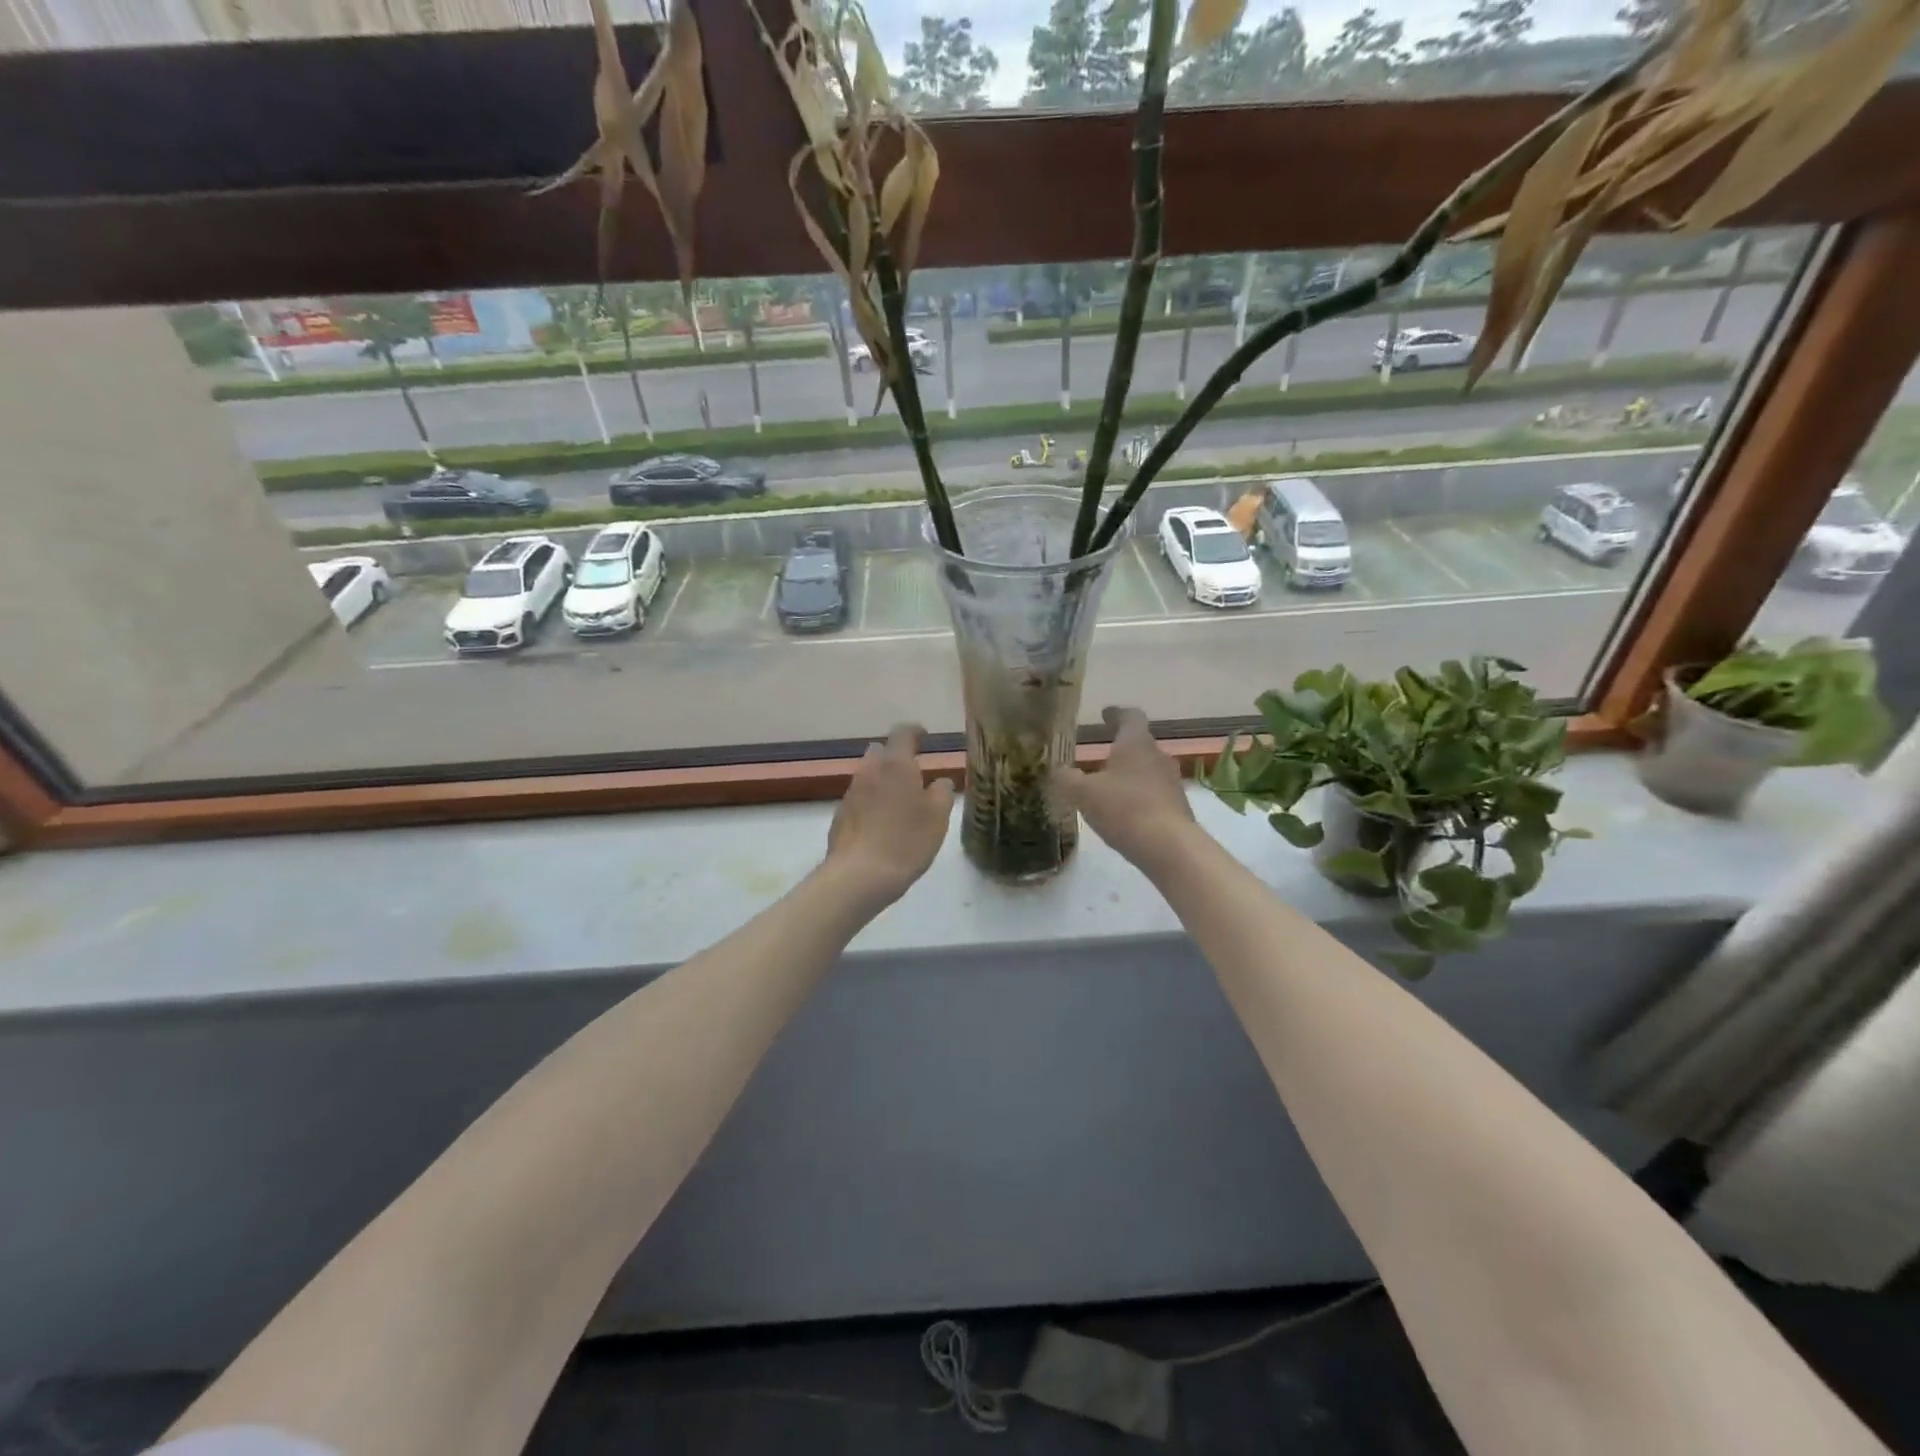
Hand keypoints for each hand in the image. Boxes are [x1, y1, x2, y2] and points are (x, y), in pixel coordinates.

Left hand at [825, 724, 955, 906]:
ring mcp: (850, 793)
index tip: (925, 736)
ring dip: (882, 781)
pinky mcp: (840, 815)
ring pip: (868, 776)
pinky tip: (881, 823)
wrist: (860, 875)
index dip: (915, 731)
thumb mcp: (938, 816)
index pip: (903, 733)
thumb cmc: (907, 840)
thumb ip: (942, 792)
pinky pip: (859, 799)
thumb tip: (939, 781)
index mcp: (896, 764)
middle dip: (895, 757)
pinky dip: (871, 802)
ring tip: (899, 801)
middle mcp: (869, 771)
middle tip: (912, 773)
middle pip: (880, 752)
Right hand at [1057, 707, 1196, 870]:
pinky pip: (1155, 792)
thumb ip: (1067, 779)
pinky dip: (1140, 795)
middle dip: (1122, 748)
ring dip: (1131, 773)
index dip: (1116, 714)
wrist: (1169, 846)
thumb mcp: (1083, 793)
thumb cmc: (1123, 808)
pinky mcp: (1178, 806)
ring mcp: (1172, 781)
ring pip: (1149, 769)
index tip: (1106, 714)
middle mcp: (1158, 755)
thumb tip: (1059, 770)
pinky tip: (1126, 811)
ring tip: (1111, 786)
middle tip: (1102, 754)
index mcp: (1136, 743)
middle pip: (1140, 743)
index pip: (1130, 716)